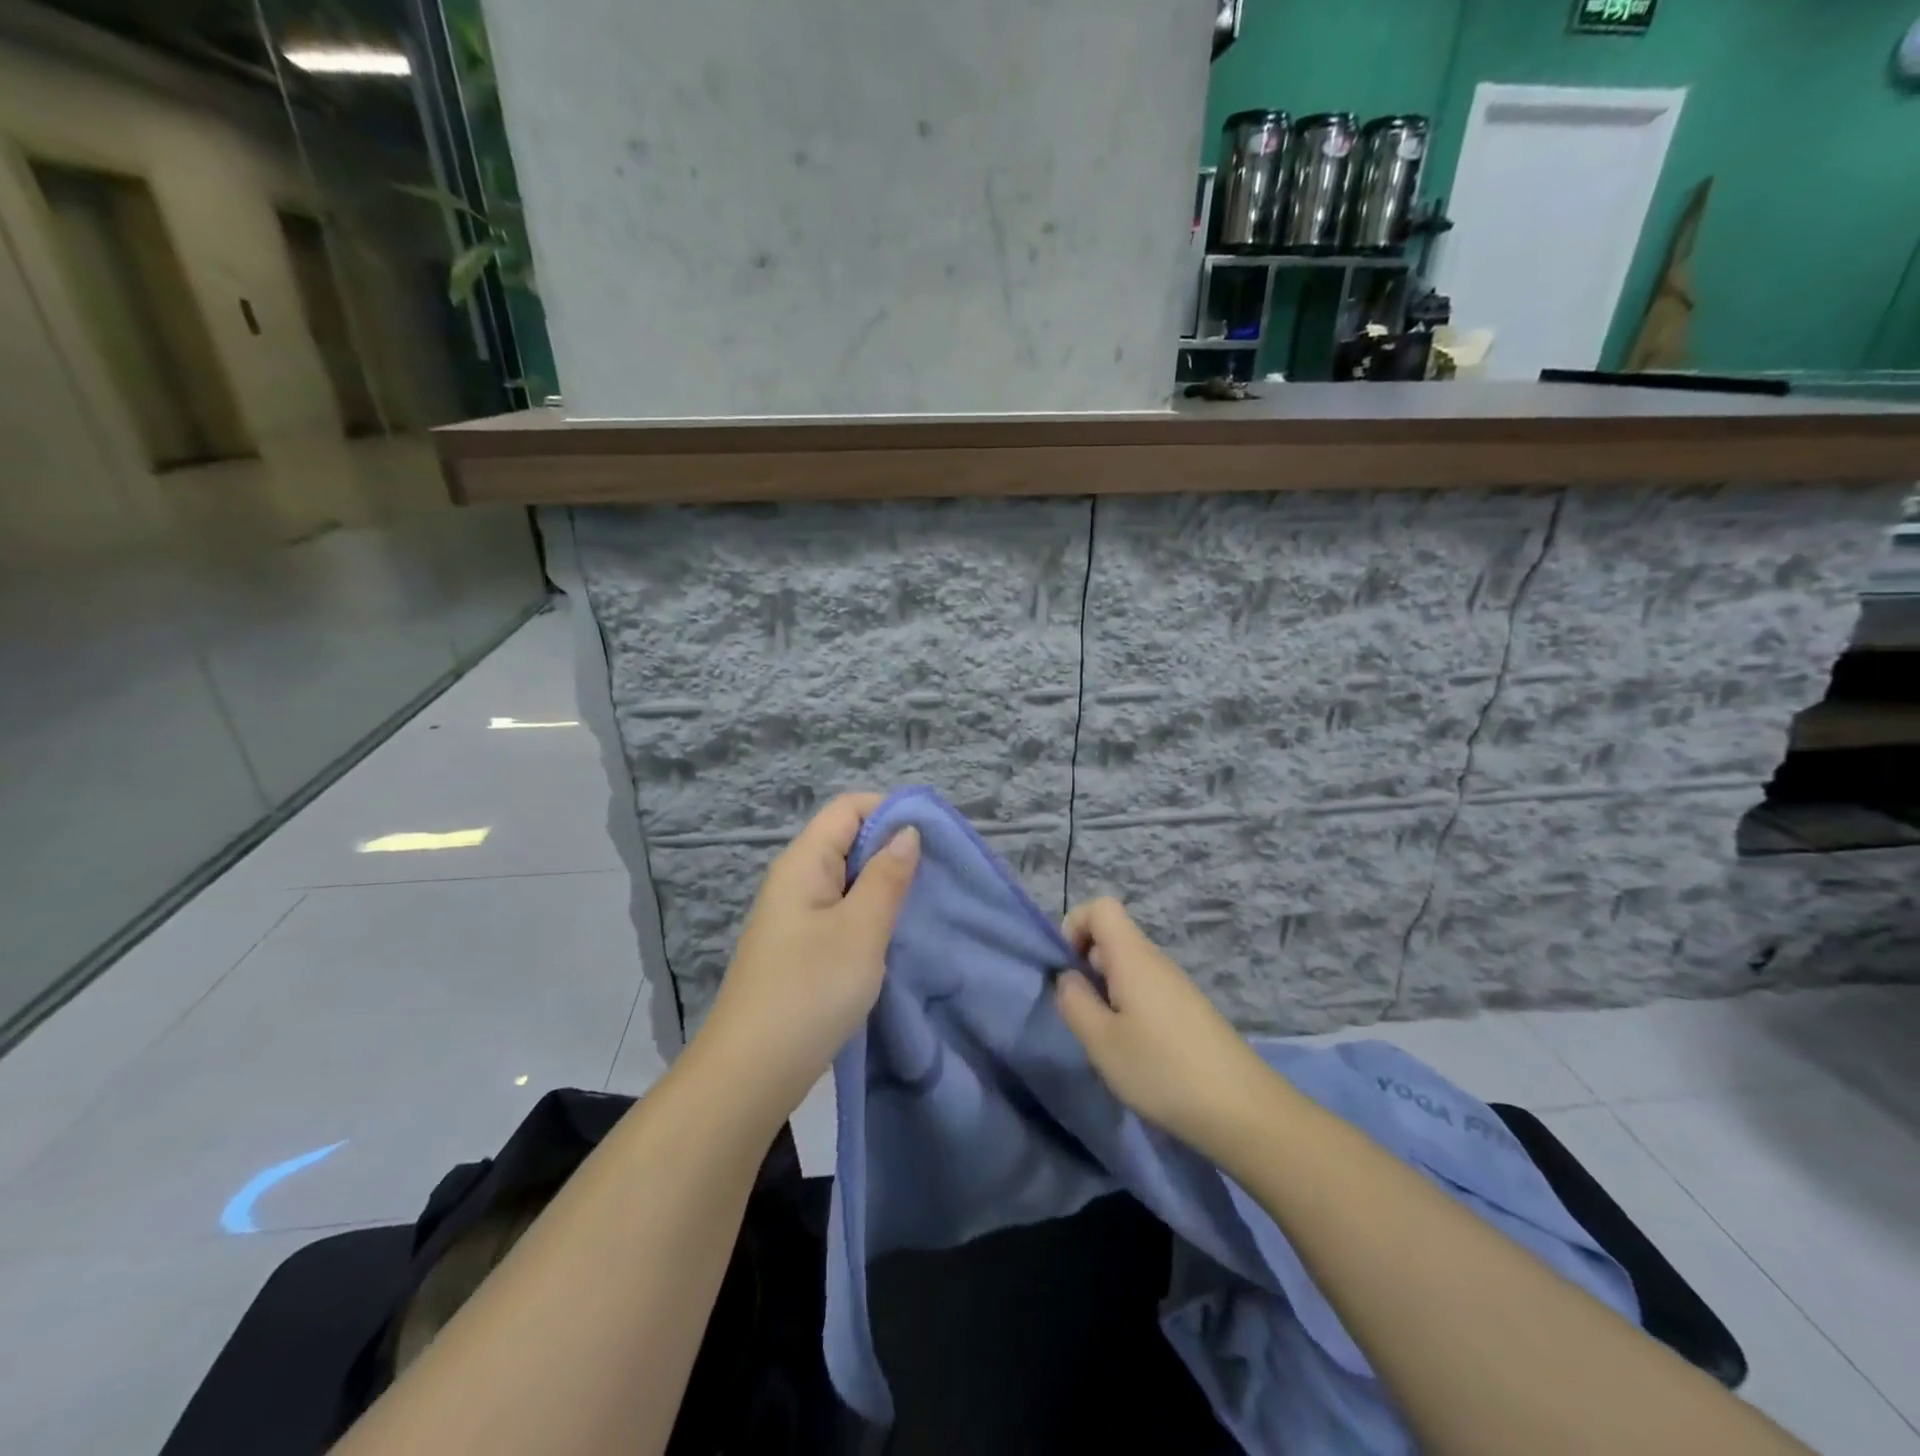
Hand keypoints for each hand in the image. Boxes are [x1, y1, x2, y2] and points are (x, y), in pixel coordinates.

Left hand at [696, 793, 920, 1119]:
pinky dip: (869, 914)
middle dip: (892, 849)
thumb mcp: (860, 930)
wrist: (750, 1073)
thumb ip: (887, 877)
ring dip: (883, 885)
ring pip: (847, 879)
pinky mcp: (800, 947)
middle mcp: (796, 879)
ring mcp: (795, 915)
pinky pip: (840, 911)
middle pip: (848, 839)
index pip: (848, 807)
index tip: (932, 839)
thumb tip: (906, 831)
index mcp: (804, 862)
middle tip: (935, 876)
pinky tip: (893, 936)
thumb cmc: (810, 991)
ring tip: (921, 905)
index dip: (890, 811)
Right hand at [1055, 898, 1273, 1156]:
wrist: (1243, 1111)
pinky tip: (1137, 1054)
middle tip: (1084, 1017)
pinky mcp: (1188, 1011)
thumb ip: (1074, 1002)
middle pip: (1112, 939)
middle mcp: (1156, 961)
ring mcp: (1176, 986)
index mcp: (1133, 956)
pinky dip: (1129, 1011)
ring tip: (1109, 1042)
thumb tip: (1067, 977)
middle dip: (1086, 969)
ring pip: (1127, 969)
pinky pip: (1146, 992)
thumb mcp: (1101, 1041)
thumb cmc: (1162, 1070)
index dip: (1074, 927)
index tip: (1067, 970)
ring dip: (1106, 995)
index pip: (1100, 907)